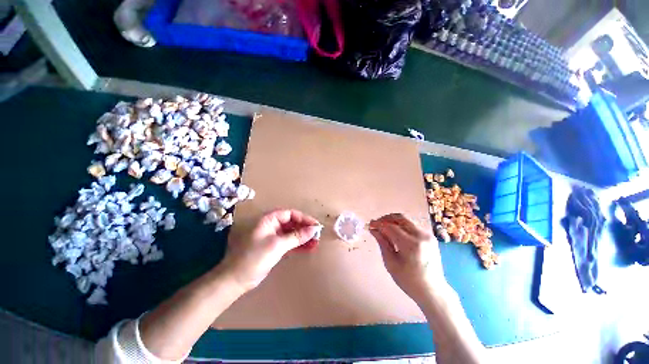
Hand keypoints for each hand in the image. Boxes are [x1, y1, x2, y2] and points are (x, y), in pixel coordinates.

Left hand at [220, 209, 321, 291]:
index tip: (315, 226)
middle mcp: (272, 226)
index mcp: (269, 220)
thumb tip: (314, 229)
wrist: (236, 280)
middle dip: (305, 229)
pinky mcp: (274, 247)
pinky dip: (298, 245)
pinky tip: (308, 248)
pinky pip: (289, 242)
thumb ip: (297, 236)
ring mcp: (273, 237)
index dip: (304, 219)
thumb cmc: (255, 258)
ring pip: (292, 233)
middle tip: (317, 236)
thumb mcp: (277, 245)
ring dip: (303, 238)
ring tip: (315, 243)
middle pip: (292, 223)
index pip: (290, 214)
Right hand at [369, 213, 446, 302]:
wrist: (433, 291)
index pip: (391, 227)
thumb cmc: (409, 281)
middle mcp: (421, 236)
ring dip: (393, 222)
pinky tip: (395, 233)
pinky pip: (412, 226)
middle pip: (400, 218)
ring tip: (384, 229)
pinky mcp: (430, 237)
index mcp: (411, 245)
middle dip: (386, 219)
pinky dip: (401, 226)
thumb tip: (373, 229)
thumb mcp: (391, 263)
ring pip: (406, 221)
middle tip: (376, 224)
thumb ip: (382, 243)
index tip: (370, 225)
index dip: (378, 224)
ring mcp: (428, 235)